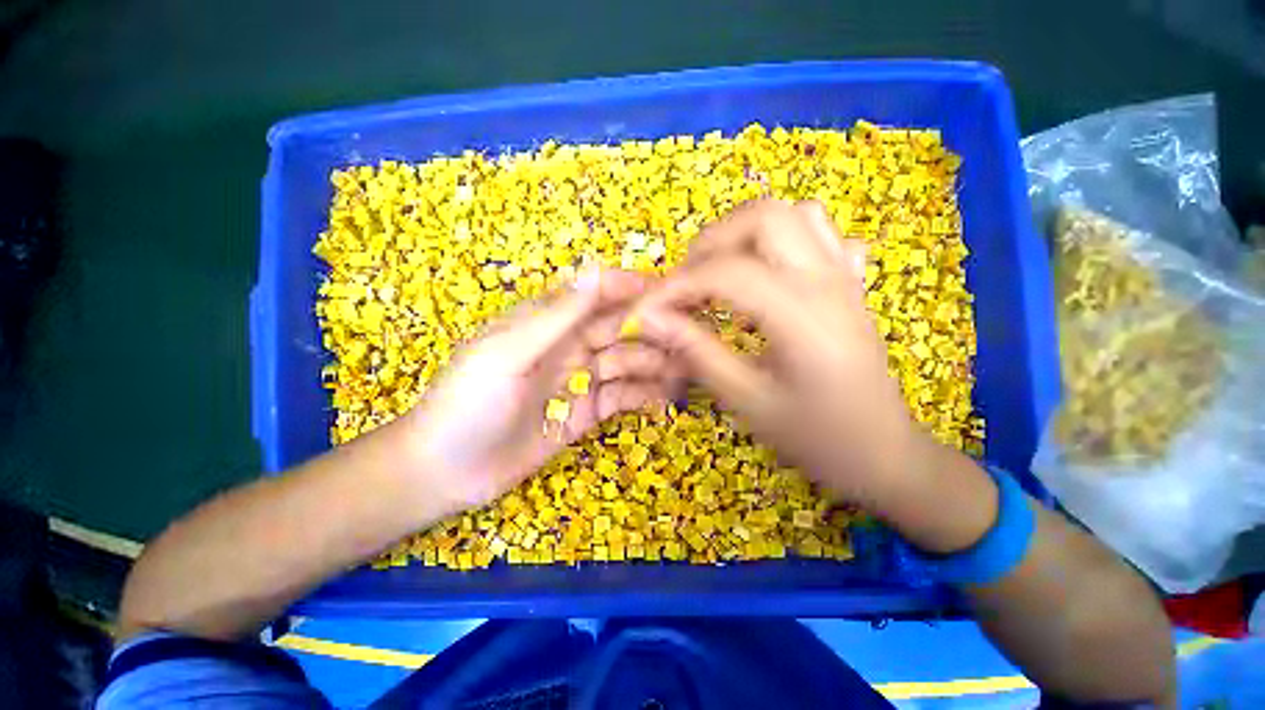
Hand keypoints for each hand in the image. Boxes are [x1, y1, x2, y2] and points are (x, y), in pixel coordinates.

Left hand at [402, 268, 681, 513]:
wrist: (446, 470)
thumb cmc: (467, 404)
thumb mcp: (507, 354)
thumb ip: (555, 316)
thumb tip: (595, 270)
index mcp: (547, 322)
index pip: (596, 293)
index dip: (631, 289)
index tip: (669, 294)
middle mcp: (569, 345)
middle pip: (618, 327)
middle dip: (651, 331)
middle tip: (686, 342)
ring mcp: (580, 379)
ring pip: (627, 361)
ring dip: (653, 365)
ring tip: (681, 376)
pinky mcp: (587, 410)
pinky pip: (622, 396)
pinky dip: (643, 396)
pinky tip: (660, 403)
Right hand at [633, 199, 992, 546]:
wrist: (884, 451)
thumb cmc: (816, 437)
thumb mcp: (747, 402)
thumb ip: (697, 353)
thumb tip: (652, 321)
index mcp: (803, 317)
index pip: (726, 274)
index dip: (676, 287)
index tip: (646, 311)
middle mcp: (827, 281)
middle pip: (762, 218)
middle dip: (709, 245)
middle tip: (684, 285)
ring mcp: (844, 275)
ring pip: (791, 214)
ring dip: (742, 235)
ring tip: (718, 274)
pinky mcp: (848, 282)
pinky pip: (817, 232)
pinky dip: (780, 239)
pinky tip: (765, 272)